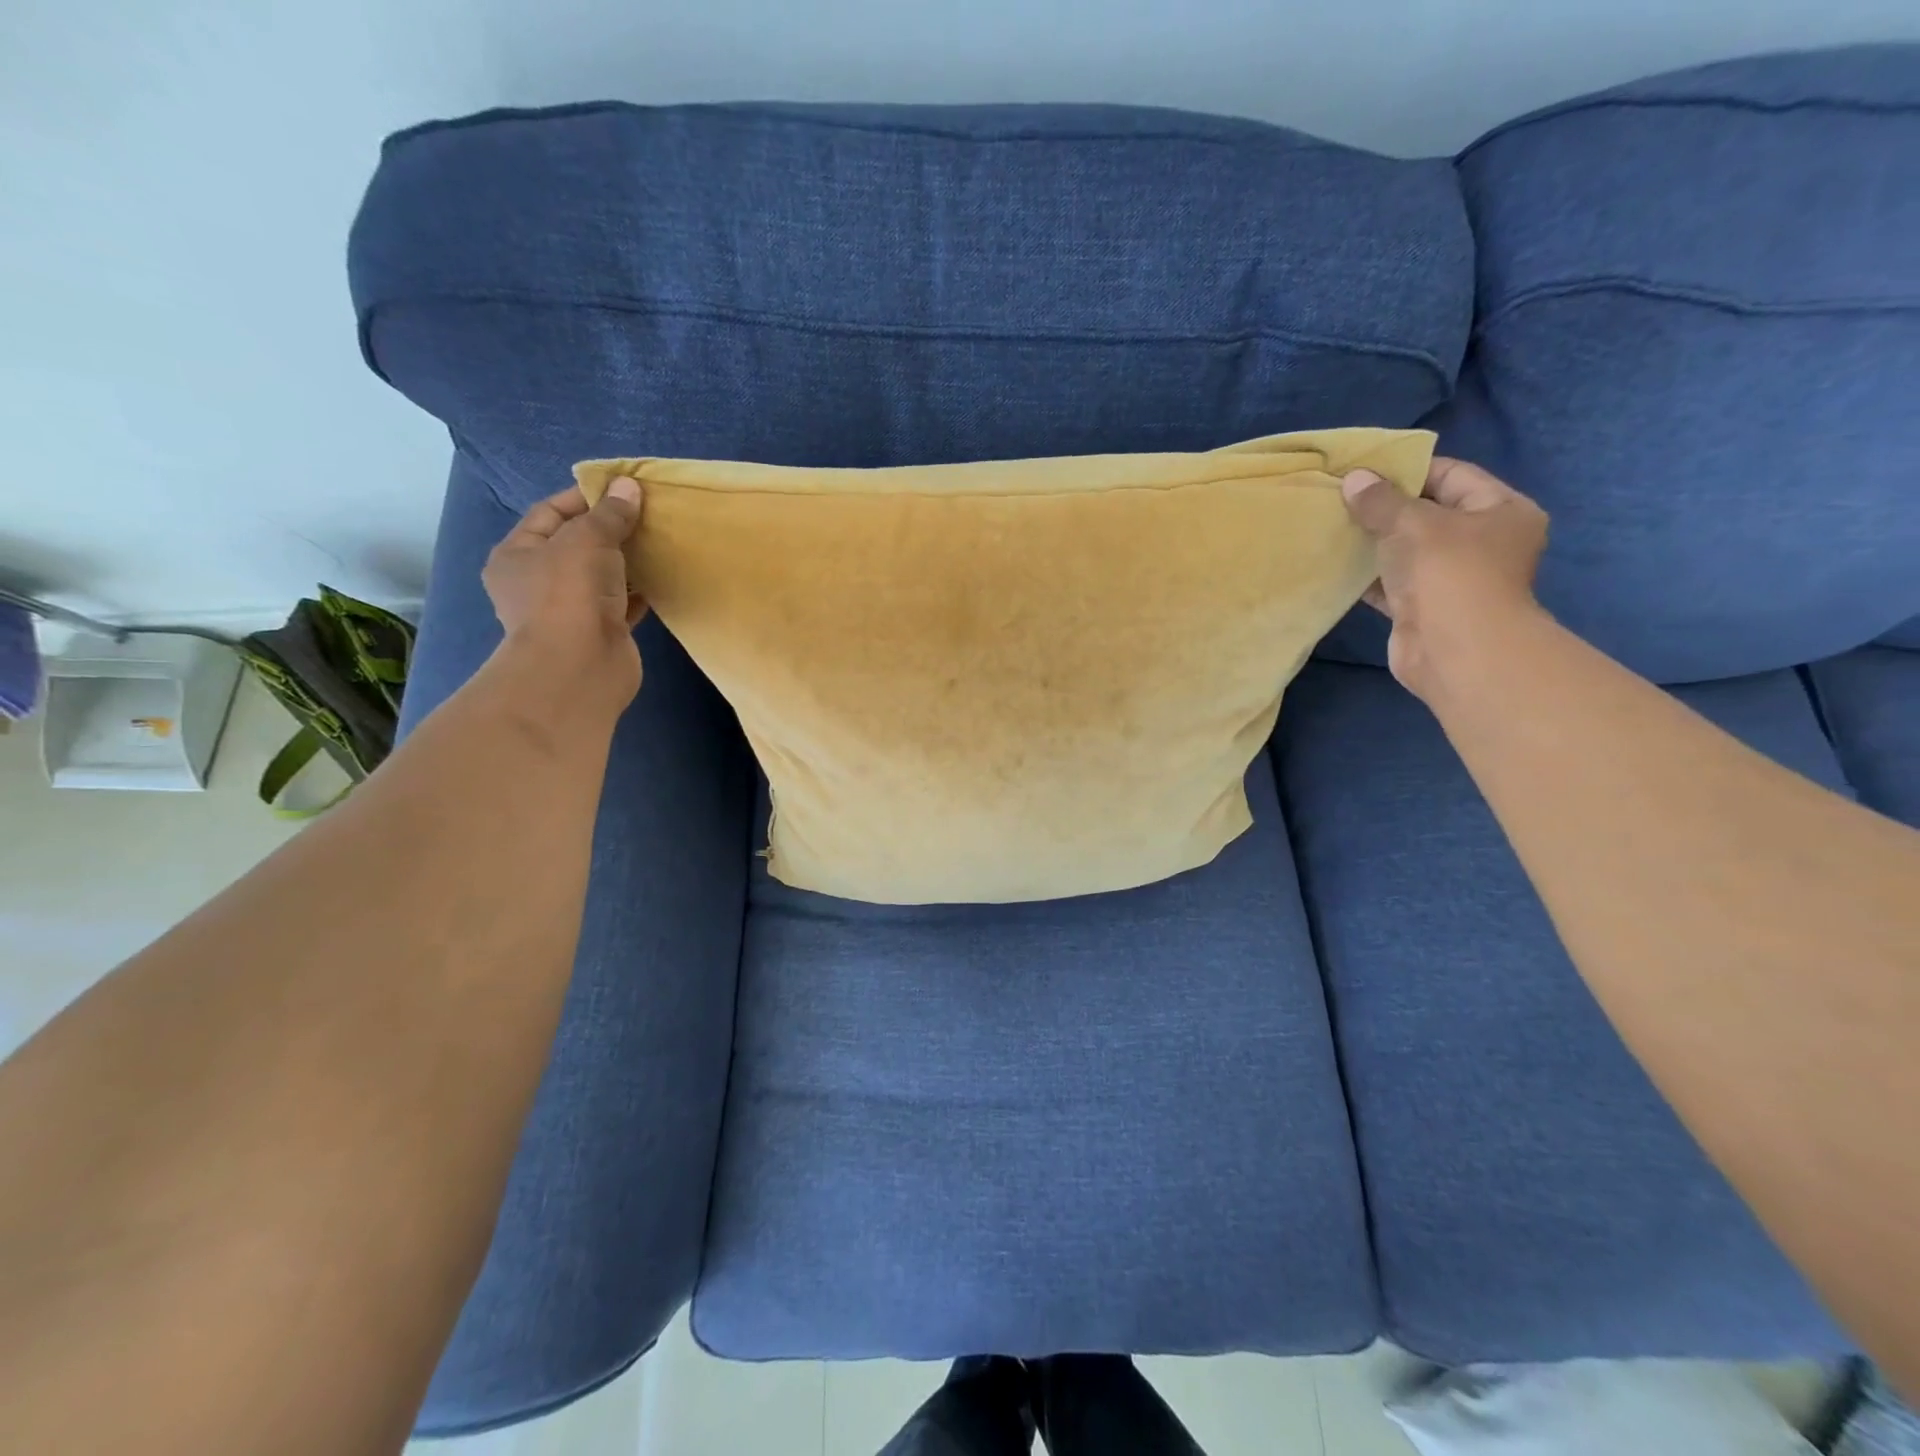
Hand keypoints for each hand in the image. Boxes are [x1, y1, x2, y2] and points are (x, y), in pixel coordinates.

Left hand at [482, 477, 647, 708]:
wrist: (580, 668)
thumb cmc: (569, 595)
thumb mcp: (587, 539)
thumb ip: (609, 513)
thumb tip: (629, 486)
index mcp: (517, 554)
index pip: (550, 512)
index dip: (585, 496)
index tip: (622, 489)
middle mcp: (539, 582)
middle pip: (577, 544)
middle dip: (610, 528)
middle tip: (647, 513)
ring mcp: (570, 610)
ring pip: (603, 575)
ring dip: (628, 560)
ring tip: (660, 540)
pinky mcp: (601, 631)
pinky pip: (623, 602)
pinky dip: (641, 590)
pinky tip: (663, 575)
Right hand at [1341, 457, 1549, 704]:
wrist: (1455, 651)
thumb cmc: (1449, 573)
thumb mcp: (1413, 523)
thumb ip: (1380, 500)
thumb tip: (1353, 479)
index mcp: (1501, 511)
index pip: (1452, 475)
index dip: (1408, 469)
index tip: (1365, 469)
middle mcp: (1483, 542)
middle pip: (1427, 513)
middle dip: (1384, 507)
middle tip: (1341, 496)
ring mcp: (1453, 578)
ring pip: (1406, 550)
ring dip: (1372, 541)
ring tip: (1332, 526)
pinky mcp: (1423, 608)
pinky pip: (1391, 582)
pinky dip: (1367, 574)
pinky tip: (1336, 563)